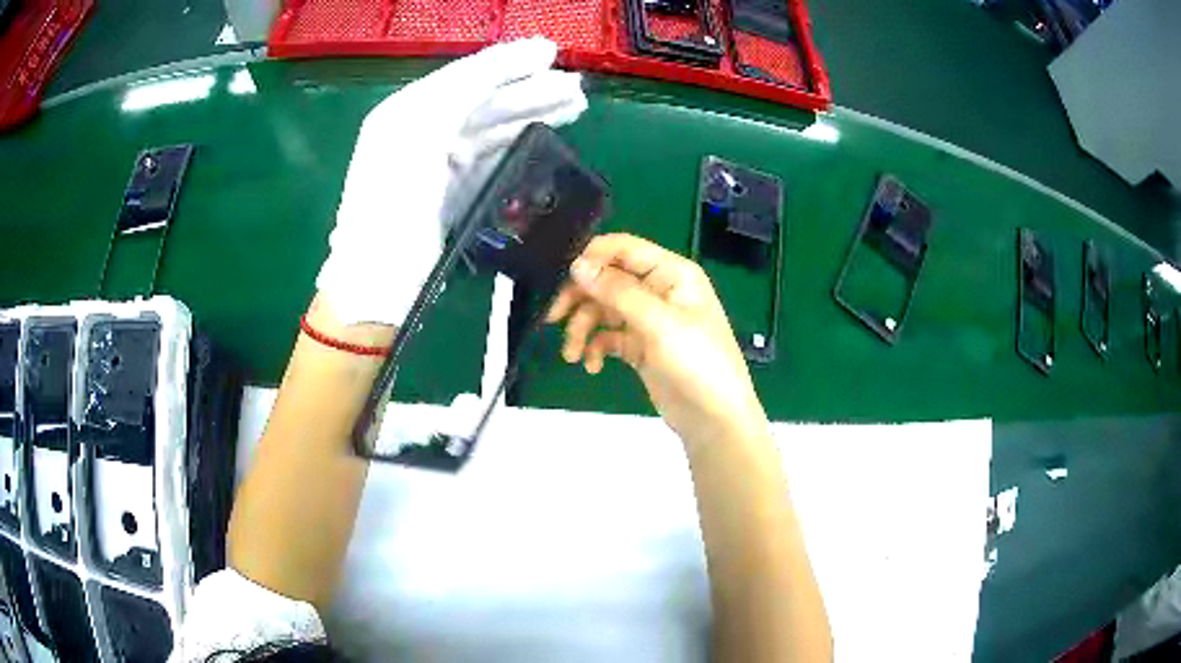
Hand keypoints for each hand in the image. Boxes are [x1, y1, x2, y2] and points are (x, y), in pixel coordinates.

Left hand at [317, 38, 586, 326]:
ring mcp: (437, 162)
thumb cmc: (392, 209)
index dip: (507, 62)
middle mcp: (420, 130)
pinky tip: (544, 138)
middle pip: (483, 101)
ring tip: (572, 108)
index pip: (464, 77)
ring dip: (532, 114)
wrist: (379, 285)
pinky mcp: (452, 191)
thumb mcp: (417, 135)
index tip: (550, 53)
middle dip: (529, 90)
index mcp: (406, 113)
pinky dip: (518, 145)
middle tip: (574, 90)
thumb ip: (455, 94)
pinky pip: (490, 156)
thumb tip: (498, 67)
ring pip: (492, 127)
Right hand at [546, 234, 767, 447]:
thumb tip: (577, 264)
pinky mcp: (640, 347)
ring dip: (583, 329)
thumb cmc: (697, 362)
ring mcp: (649, 320)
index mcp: (671, 273)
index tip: (561, 279)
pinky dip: (596, 348)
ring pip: (603, 310)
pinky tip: (592, 366)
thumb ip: (617, 291)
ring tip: (572, 355)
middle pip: (607, 280)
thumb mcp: (659, 323)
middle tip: (553, 318)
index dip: (591, 258)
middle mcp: (659, 290)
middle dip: (580, 298)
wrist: (715, 418)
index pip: (623, 249)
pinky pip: (609, 337)